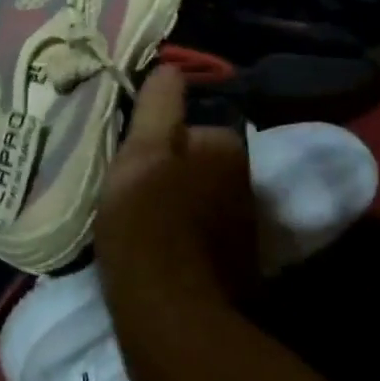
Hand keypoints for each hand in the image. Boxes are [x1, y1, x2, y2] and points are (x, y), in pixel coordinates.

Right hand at [97, 66, 258, 312]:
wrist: (168, 313)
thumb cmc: (148, 216)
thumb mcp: (141, 147)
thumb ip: (158, 104)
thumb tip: (170, 67)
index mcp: (227, 149)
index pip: (199, 125)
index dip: (165, 132)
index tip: (137, 145)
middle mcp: (246, 184)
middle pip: (202, 162)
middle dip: (175, 166)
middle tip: (133, 177)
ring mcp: (243, 229)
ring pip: (203, 198)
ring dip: (178, 200)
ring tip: (139, 211)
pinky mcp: (234, 268)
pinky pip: (203, 234)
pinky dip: (183, 234)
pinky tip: (156, 245)